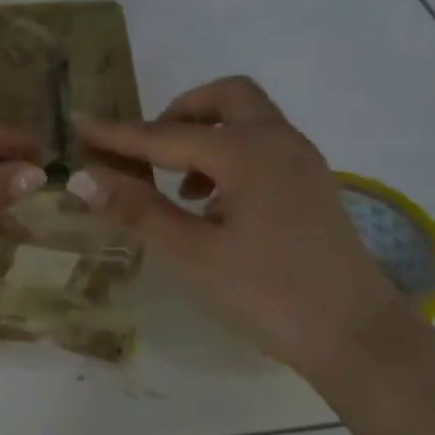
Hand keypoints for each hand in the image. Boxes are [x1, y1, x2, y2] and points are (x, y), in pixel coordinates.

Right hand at [71, 76, 402, 376]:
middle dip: (179, 113)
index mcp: (247, 153)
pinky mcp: (312, 185)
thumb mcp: (193, 254)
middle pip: (225, 97)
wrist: (357, 336)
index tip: (78, 123)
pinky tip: (213, 204)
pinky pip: (264, 145)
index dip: (117, 134)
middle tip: (148, 150)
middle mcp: (279, 142)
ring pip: (248, 118)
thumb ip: (138, 210)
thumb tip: (82, 177)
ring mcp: (302, 162)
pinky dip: (230, 154)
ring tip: (178, 185)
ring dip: (206, 134)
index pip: (166, 136)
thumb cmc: (269, 294)